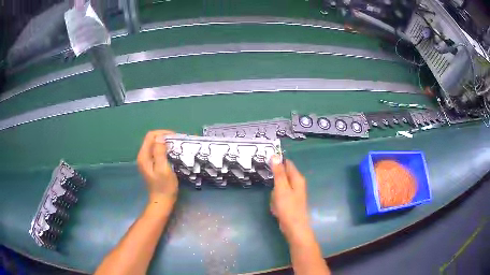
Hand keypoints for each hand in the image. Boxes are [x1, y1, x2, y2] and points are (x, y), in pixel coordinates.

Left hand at [137, 130, 178, 204]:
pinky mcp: (150, 164)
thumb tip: (160, 137)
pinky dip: (164, 149)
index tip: (175, 137)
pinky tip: (171, 153)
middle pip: (152, 139)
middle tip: (177, 141)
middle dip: (164, 137)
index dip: (162, 133)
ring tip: (176, 146)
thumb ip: (159, 152)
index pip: (150, 136)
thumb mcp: (163, 168)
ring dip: (165, 143)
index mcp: (144, 156)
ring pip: (154, 145)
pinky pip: (156, 151)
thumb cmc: (164, 186)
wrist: (162, 201)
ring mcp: (146, 161)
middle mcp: (143, 156)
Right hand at [270, 156, 312, 242]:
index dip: (277, 163)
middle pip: (281, 177)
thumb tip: (275, 155)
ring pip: (278, 189)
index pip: (287, 164)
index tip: (266, 166)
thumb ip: (278, 172)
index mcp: (297, 178)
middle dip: (274, 184)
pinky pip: (279, 198)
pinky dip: (276, 203)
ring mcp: (293, 194)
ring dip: (274, 196)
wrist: (294, 227)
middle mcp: (297, 184)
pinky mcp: (289, 202)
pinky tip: (277, 210)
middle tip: (273, 192)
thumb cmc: (288, 207)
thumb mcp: (281, 188)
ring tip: (276, 203)